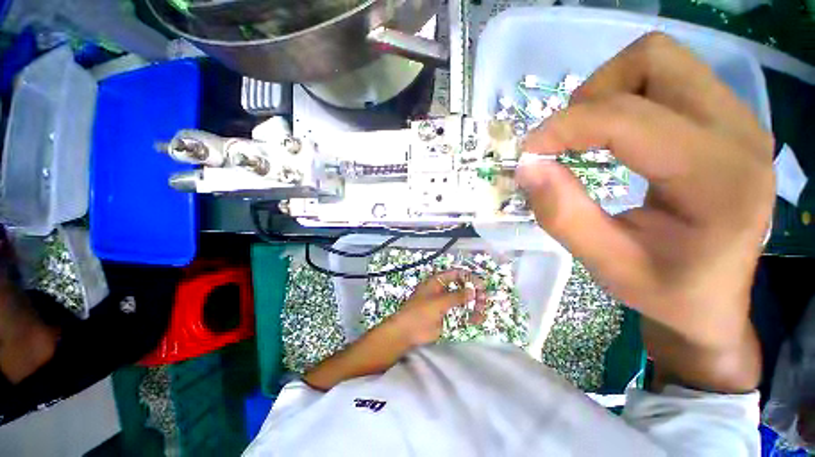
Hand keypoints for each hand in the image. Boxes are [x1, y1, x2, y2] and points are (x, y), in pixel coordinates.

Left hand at [389, 270, 486, 346]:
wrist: (407, 332)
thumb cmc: (420, 312)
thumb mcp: (438, 302)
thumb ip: (456, 296)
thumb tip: (473, 290)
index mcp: (437, 282)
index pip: (455, 274)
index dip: (468, 277)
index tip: (481, 285)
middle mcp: (441, 290)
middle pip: (461, 286)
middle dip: (473, 292)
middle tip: (484, 299)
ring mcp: (444, 303)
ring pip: (462, 300)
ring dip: (473, 305)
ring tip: (481, 312)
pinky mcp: (445, 316)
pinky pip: (460, 313)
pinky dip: (469, 316)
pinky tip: (476, 320)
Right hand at [516, 33, 773, 390]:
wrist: (711, 299)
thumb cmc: (661, 291)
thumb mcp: (603, 260)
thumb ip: (560, 208)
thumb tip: (525, 165)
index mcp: (716, 177)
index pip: (625, 116)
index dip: (563, 123)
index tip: (527, 149)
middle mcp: (736, 133)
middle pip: (653, 62)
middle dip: (593, 93)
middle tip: (562, 135)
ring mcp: (737, 121)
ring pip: (662, 61)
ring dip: (608, 91)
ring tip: (583, 134)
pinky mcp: (726, 123)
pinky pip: (668, 79)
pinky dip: (626, 97)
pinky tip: (612, 135)